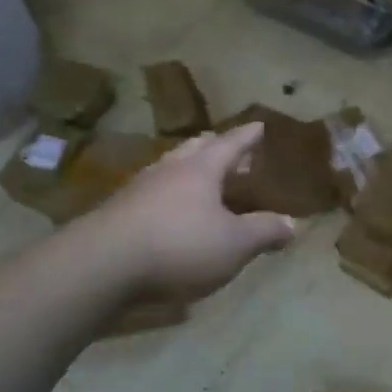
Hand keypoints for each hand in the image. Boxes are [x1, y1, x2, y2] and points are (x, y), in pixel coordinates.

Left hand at [76, 122, 294, 299]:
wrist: (99, 267)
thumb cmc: (179, 246)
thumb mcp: (235, 244)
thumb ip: (265, 231)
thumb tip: (292, 224)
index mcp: (201, 170)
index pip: (230, 144)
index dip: (247, 136)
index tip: (259, 125)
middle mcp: (169, 171)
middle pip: (194, 149)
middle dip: (214, 146)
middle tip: (228, 149)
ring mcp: (137, 191)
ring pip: (169, 170)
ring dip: (188, 171)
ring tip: (201, 180)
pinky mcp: (116, 215)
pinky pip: (151, 195)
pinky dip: (168, 197)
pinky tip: (170, 214)